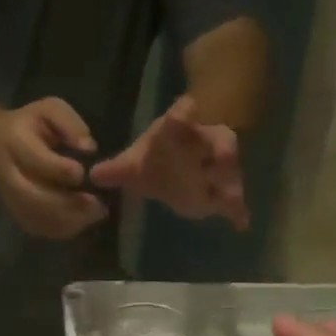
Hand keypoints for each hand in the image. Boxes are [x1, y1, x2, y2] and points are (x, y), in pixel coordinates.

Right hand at [0, 98, 108, 239]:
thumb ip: (69, 124)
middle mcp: (9, 175)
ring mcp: (12, 200)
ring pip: (37, 218)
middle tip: (96, 205)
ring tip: (96, 213)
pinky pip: (40, 229)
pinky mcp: (19, 216)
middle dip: (66, 204)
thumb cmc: (31, 126)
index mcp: (15, 143)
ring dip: (69, 220)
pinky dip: (64, 229)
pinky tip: (83, 220)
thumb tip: (89, 147)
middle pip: (33, 197)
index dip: (59, 170)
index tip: (82, 173)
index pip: (35, 161)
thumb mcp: (50, 110)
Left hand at [90, 95, 248, 230]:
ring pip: (229, 170)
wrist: (174, 167)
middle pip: (216, 142)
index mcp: (179, 131)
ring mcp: (216, 167)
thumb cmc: (156, 159)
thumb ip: (117, 169)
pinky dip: (239, 211)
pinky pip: (234, 200)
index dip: (184, 115)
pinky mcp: (221, 190)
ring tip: (231, 199)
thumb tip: (93, 175)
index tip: (184, 112)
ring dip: (230, 183)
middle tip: (219, 160)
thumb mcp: (134, 164)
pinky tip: (242, 224)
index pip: (182, 116)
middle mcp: (203, 143)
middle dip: (218, 151)